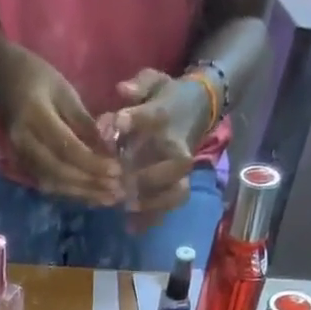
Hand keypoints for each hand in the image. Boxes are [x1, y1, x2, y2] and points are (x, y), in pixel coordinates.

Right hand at [0, 45, 121, 204]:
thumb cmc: (36, 76)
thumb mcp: (64, 91)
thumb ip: (84, 122)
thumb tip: (107, 150)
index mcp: (35, 116)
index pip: (66, 148)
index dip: (92, 163)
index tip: (116, 171)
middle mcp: (24, 142)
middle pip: (60, 172)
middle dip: (90, 184)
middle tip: (116, 191)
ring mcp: (20, 157)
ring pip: (54, 183)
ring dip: (82, 193)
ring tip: (108, 198)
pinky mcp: (21, 166)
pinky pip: (48, 184)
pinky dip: (71, 192)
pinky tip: (89, 196)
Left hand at [109, 69, 215, 227]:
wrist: (195, 110)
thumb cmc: (165, 98)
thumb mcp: (153, 82)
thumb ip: (138, 86)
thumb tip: (122, 90)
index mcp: (167, 116)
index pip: (153, 117)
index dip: (133, 121)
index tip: (115, 126)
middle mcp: (178, 146)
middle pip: (174, 165)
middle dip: (147, 176)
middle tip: (120, 184)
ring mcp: (180, 170)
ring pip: (176, 191)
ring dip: (153, 202)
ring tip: (127, 207)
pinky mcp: (178, 185)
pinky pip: (170, 206)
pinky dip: (152, 218)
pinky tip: (131, 227)